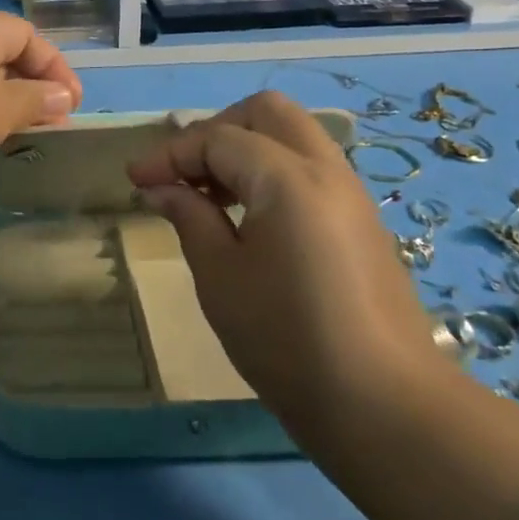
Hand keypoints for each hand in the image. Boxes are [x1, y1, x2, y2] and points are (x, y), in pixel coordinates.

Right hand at [126, 90, 439, 433]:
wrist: (383, 406)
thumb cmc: (286, 340)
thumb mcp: (220, 276)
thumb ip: (190, 217)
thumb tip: (161, 188)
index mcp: (288, 178)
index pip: (218, 138)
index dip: (169, 154)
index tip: (134, 180)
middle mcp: (326, 169)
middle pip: (266, 113)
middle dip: (216, 130)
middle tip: (184, 173)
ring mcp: (351, 194)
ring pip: (293, 136)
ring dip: (246, 148)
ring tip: (210, 195)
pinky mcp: (362, 222)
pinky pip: (310, 168)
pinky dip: (272, 171)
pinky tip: (248, 217)